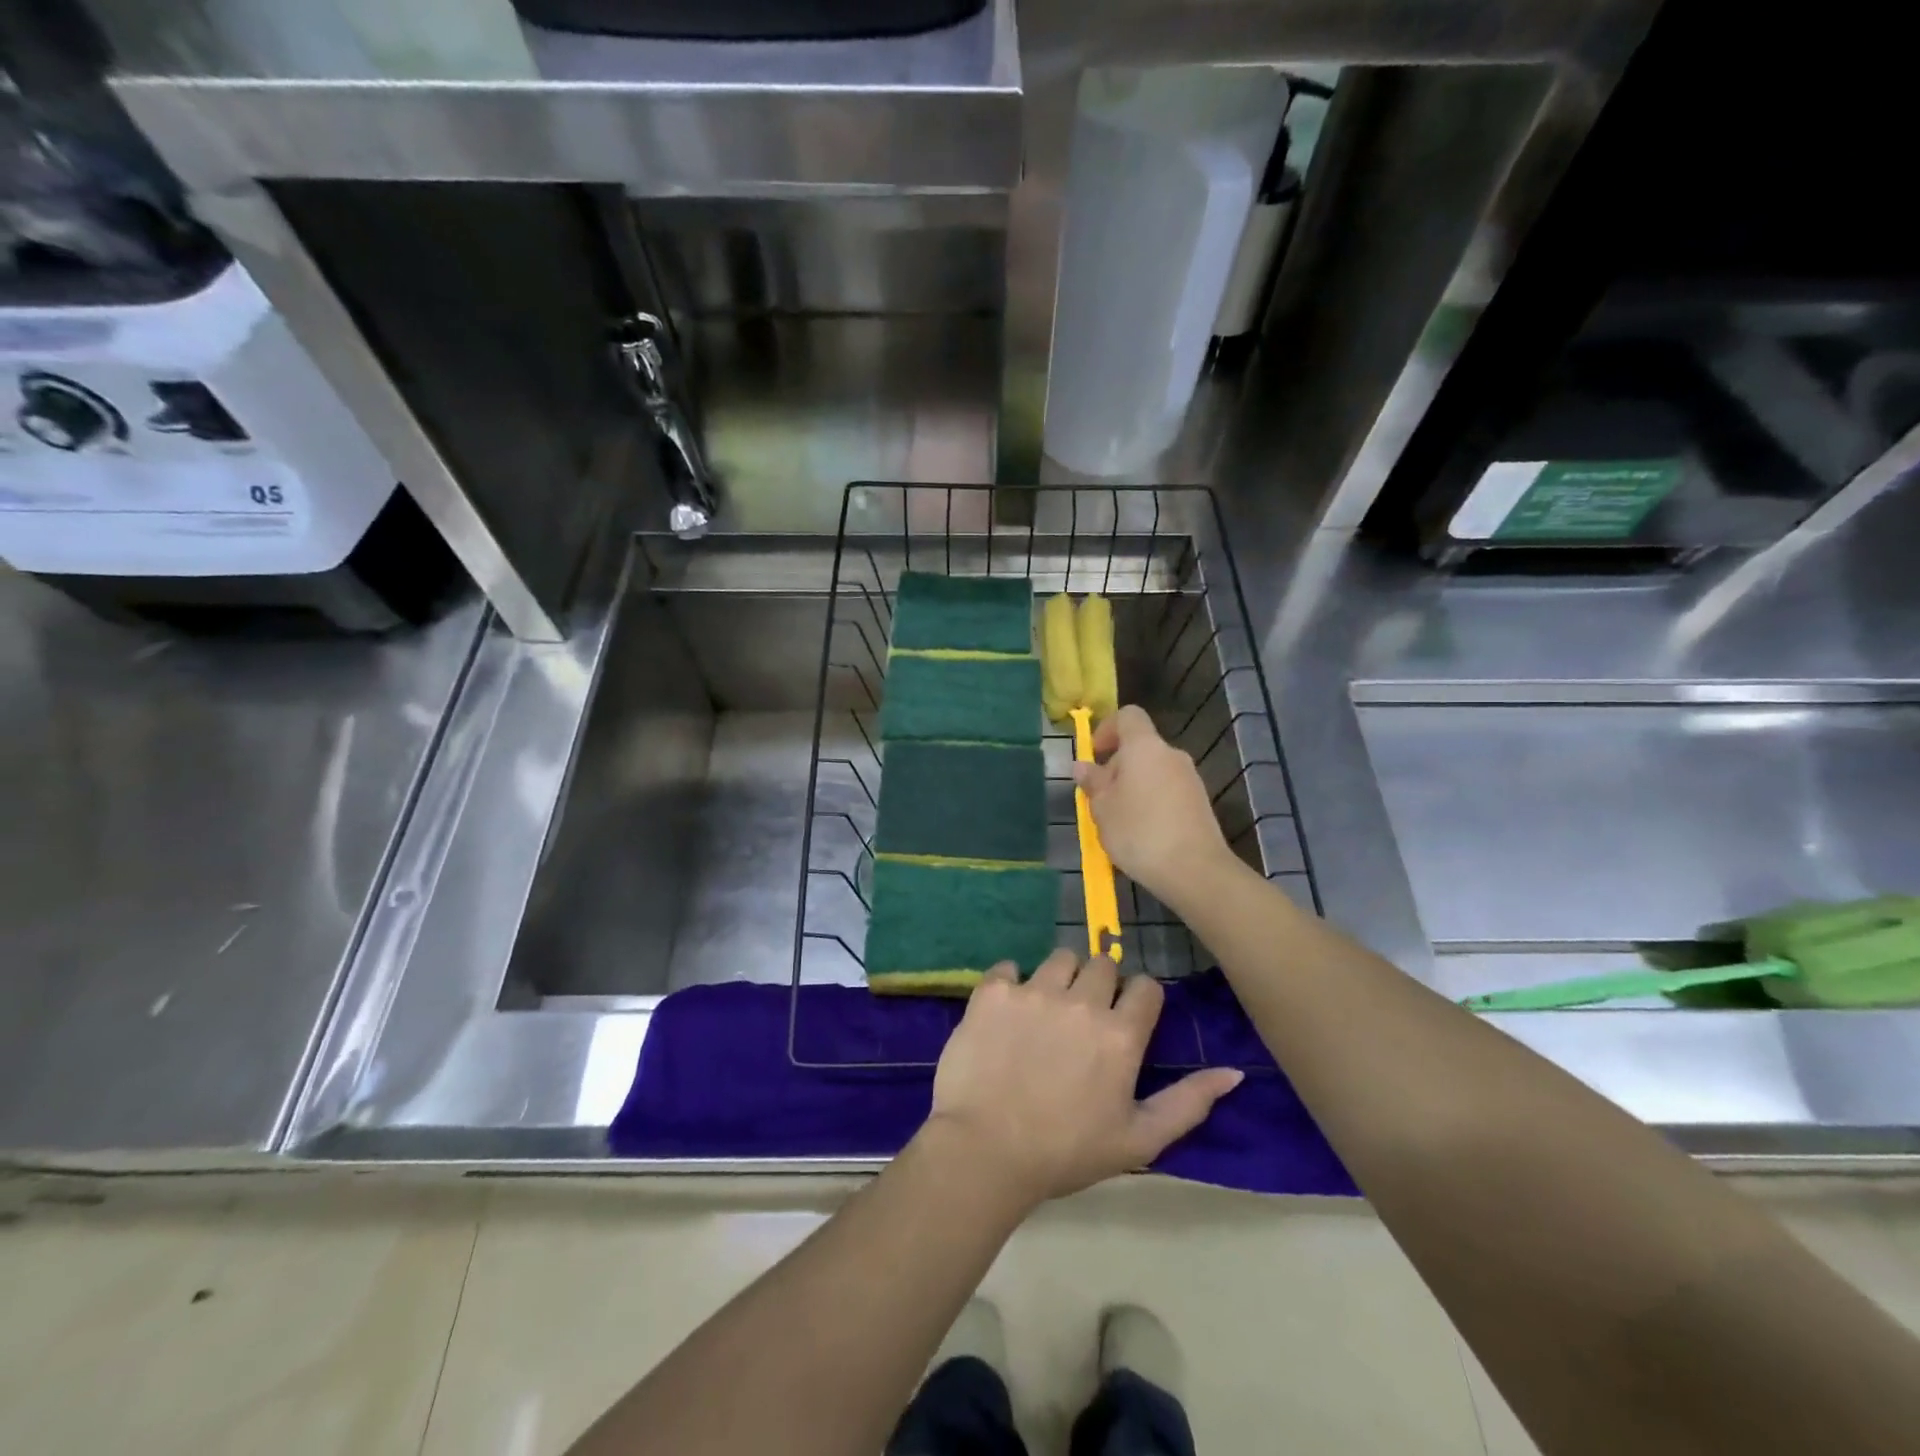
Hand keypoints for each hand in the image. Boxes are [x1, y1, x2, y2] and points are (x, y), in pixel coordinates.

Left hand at [922, 950, 1242, 1207]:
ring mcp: (1033, 991)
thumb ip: (1189, 1102)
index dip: (1138, 1001)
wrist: (985, 1152)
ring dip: (1059, 978)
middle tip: (1082, 1020)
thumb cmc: (1066, 1152)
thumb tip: (1234, 1072)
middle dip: (1099, 986)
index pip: (1145, 987)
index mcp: (1120, 1034)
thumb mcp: (1139, 1140)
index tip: (1125, 1021)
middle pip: (1103, 964)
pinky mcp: (993, 991)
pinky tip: (1006, 1013)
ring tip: (1046, 1012)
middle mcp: (1081, 1001)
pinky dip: (1010, 983)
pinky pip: (1008, 967)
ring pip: (1060, 958)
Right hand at [1074, 705, 1232, 909]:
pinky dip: (1151, 803)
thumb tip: (1083, 766)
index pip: (1128, 716)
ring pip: (1152, 772)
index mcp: (1144, 746)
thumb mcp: (1102, 808)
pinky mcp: (1199, 803)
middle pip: (1139, 747)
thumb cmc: (1139, 831)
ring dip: (1132, 787)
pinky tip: (1142, 834)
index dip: (1107, 729)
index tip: (1093, 755)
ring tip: (1118, 821)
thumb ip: (1093, 783)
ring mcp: (1190, 779)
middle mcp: (1171, 754)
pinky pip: (1167, 792)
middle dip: (1116, 767)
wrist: (1195, 870)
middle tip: (1099, 800)